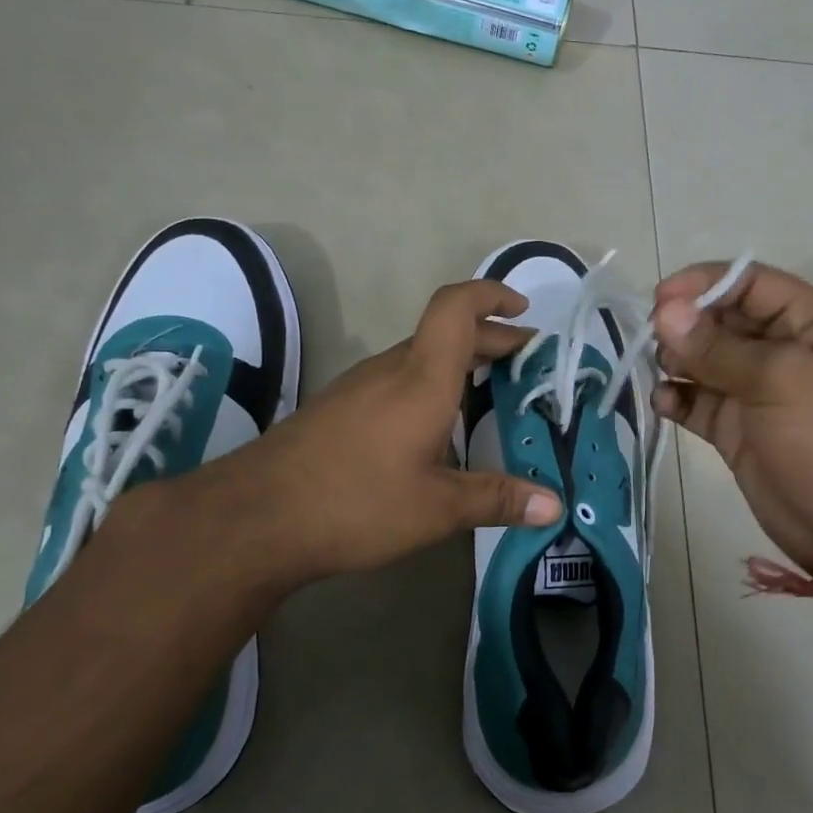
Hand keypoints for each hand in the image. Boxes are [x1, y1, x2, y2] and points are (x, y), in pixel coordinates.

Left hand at [188, 279, 562, 592]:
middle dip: (492, 340)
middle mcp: (391, 369)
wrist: (256, 516)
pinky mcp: (340, 408)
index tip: (522, 310)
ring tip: (492, 397)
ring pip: (420, 357)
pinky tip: (437, 429)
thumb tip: (556, 506)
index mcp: (422, 378)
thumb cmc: (356, 501)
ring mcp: (360, 386)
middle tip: (528, 366)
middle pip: (446, 334)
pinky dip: (431, 386)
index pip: (456, 308)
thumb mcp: (436, 508)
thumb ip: (497, 499)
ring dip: (460, 365)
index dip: (491, 295)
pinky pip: (397, 380)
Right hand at [652, 262, 812, 584]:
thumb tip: (663, 311)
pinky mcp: (736, 430)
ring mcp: (757, 392)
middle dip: (685, 323)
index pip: (750, 282)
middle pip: (721, 318)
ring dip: (676, 359)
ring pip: (703, 360)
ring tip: (662, 372)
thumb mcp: (781, 379)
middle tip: (652, 338)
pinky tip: (663, 403)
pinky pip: (697, 402)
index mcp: (812, 322)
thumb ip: (717, 346)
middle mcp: (784, 349)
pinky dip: (676, 399)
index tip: (660, 299)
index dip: (704, 283)